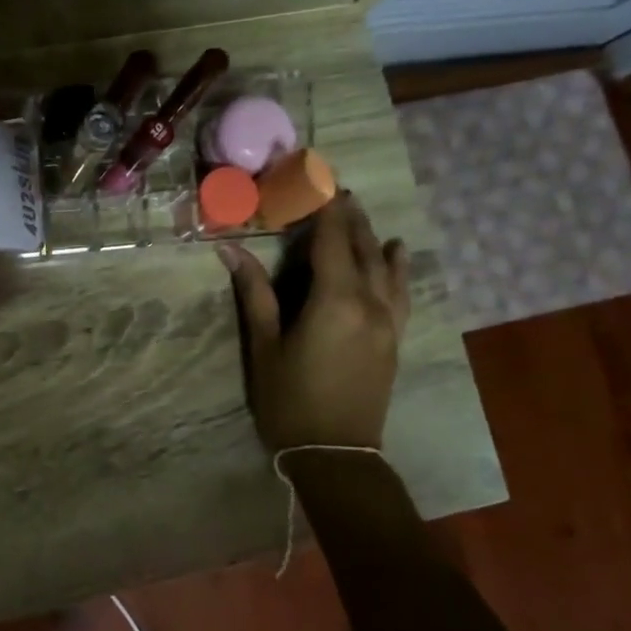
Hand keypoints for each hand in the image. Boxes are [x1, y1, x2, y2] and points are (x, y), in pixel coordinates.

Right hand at [217, 193, 410, 451]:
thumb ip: (254, 292)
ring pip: (384, 266)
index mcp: (334, 301)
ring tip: (358, 210)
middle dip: (348, 215)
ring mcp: (388, 321)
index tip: (317, 177)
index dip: (324, 207)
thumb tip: (229, 249)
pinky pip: (401, 291)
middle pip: (361, 247)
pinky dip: (398, 267)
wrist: (336, 452)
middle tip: (333, 186)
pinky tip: (396, 251)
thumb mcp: (265, 345)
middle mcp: (369, 303)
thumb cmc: (289, 400)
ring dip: (370, 235)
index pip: (331, 240)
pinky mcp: (394, 337)